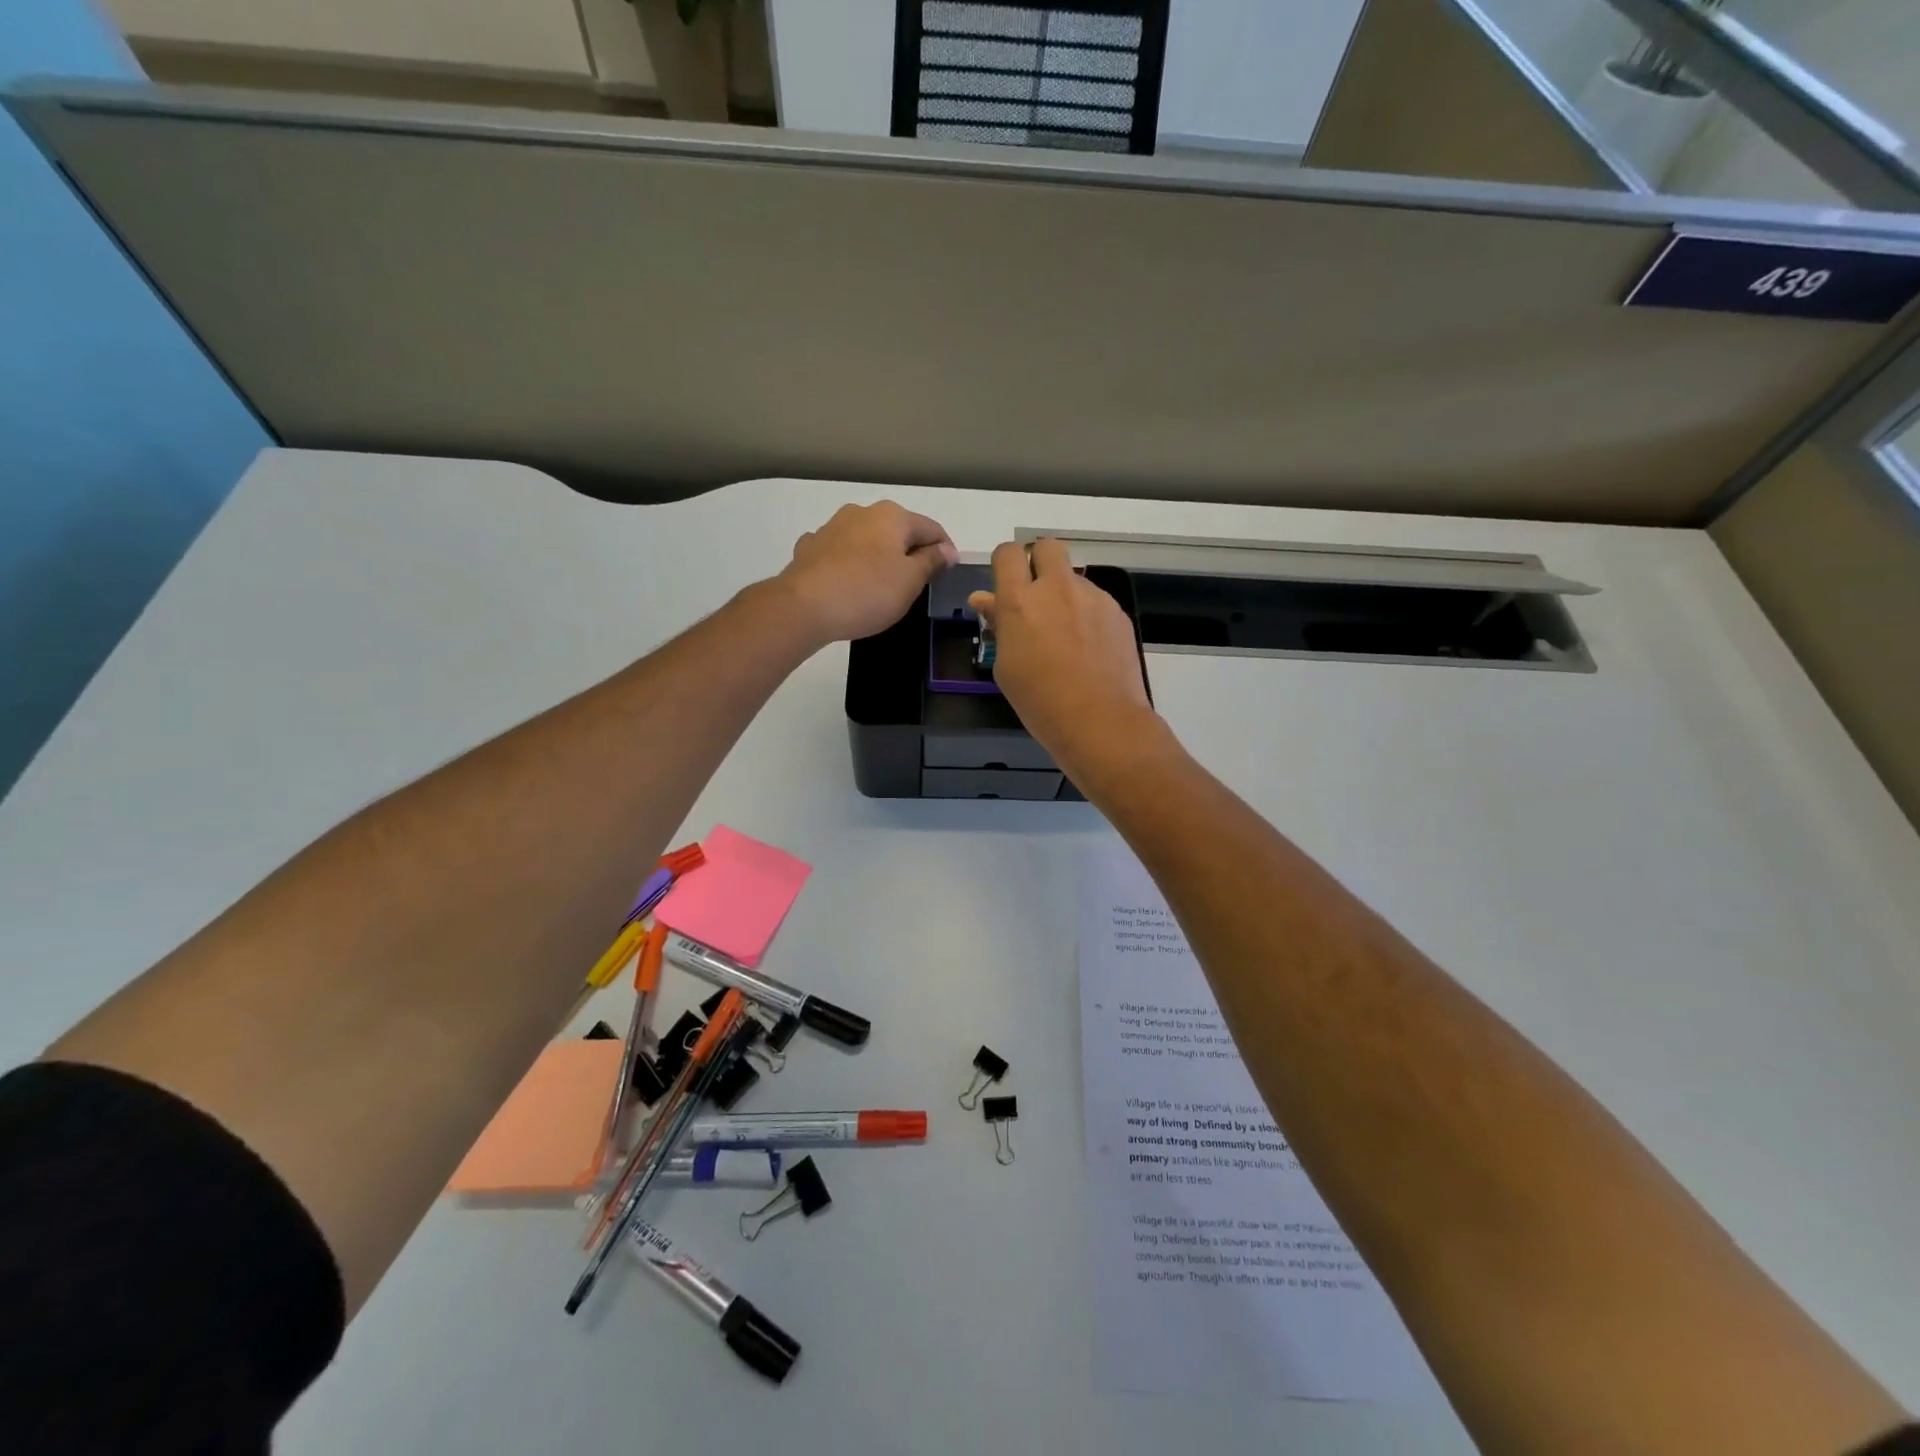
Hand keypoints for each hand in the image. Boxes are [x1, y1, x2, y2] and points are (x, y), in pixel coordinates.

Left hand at [778, 502, 957, 644]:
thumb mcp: (910, 581)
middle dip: (910, 552)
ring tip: (883, 585)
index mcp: (892, 516)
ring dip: (879, 556)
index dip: (945, 550)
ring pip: (866, 540)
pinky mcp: (809, 548)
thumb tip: (948, 549)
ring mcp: (831, 527)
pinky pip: (840, 553)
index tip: (949, 573)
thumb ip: (931, 562)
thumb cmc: (867, 592)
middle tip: (918, 583)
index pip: (931, 528)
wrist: (803, 607)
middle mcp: (861, 512)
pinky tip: (848, 582)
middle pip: (897, 531)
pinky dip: (850, 563)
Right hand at [968, 539, 1161, 777]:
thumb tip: (985, 600)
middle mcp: (1057, 589)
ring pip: (1074, 578)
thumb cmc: (1040, 702)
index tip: (1006, 586)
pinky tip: (1089, 650)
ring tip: (1066, 638)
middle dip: (1038, 563)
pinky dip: (1087, 616)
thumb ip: (998, 625)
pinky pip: (1095, 602)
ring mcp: (1092, 598)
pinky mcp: (1117, 612)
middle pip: (1047, 547)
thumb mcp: (1005, 666)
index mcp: (1021, 601)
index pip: (1008, 553)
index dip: (1005, 565)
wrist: (1100, 721)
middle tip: (1036, 597)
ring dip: (1065, 595)